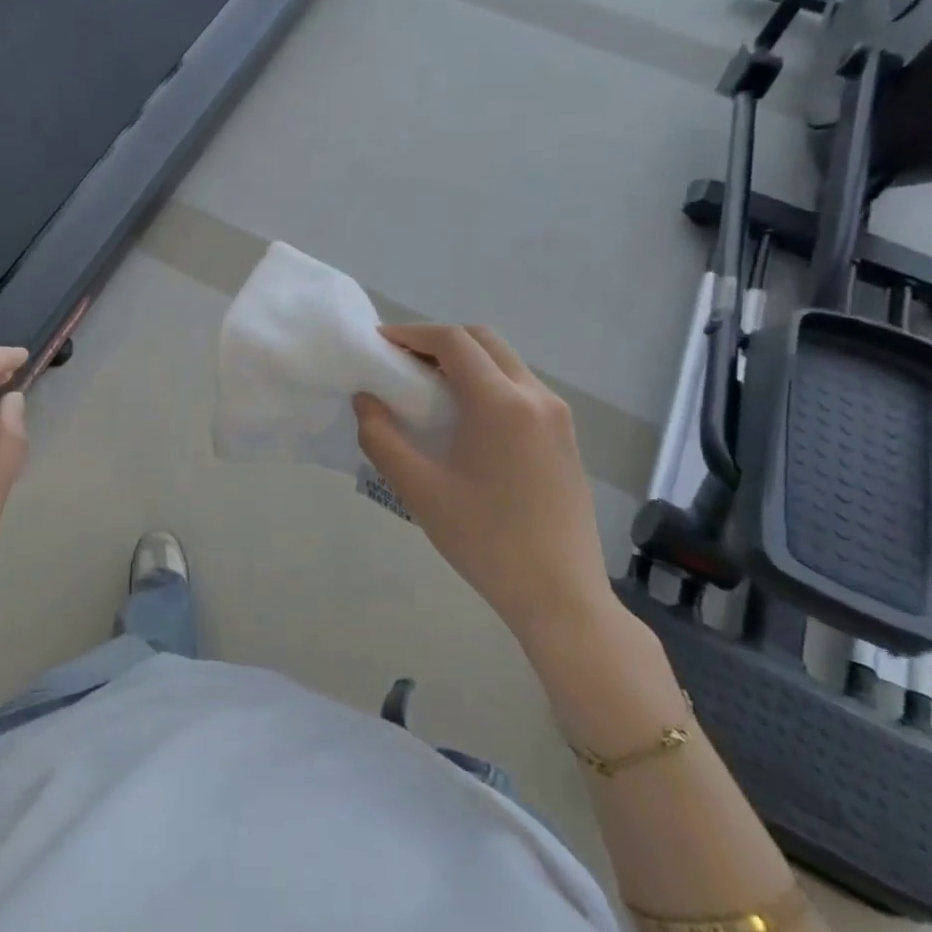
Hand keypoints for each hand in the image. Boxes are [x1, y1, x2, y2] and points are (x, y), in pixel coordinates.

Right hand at [353, 324, 613, 650]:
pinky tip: (465, 420)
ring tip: (428, 390)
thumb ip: (382, 438)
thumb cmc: (484, 540)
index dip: (412, 334)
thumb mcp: (419, 490)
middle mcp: (537, 397)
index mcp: (502, 403)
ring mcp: (559, 418)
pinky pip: (522, 389)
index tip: (380, 344)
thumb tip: (366, 400)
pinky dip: (488, 384)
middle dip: (439, 341)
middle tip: (402, 363)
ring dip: (465, 362)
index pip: (454, 342)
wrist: (561, 596)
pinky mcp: (566, 439)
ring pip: (506, 363)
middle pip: (484, 341)